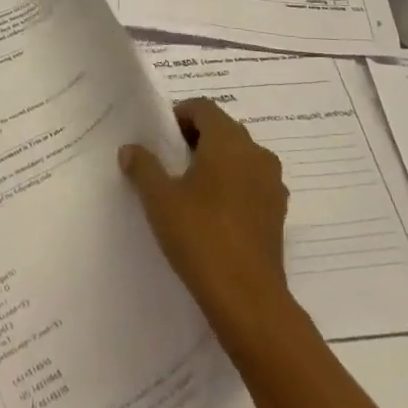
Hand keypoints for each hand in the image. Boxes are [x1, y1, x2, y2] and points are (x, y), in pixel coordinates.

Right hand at [119, 98, 293, 354]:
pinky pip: (251, 182)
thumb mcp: (160, 200)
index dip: (179, 115)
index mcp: (229, 141)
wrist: (248, 299)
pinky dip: (233, 184)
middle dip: (196, 138)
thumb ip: (143, 167)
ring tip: (189, 187)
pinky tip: (213, 212)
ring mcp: (272, 183)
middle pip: (223, 129)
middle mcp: (256, 153)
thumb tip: (130, 149)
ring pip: (240, 156)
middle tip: (169, 161)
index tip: (159, 137)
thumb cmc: (200, 237)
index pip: (203, 108)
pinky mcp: (277, 211)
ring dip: (216, 161)